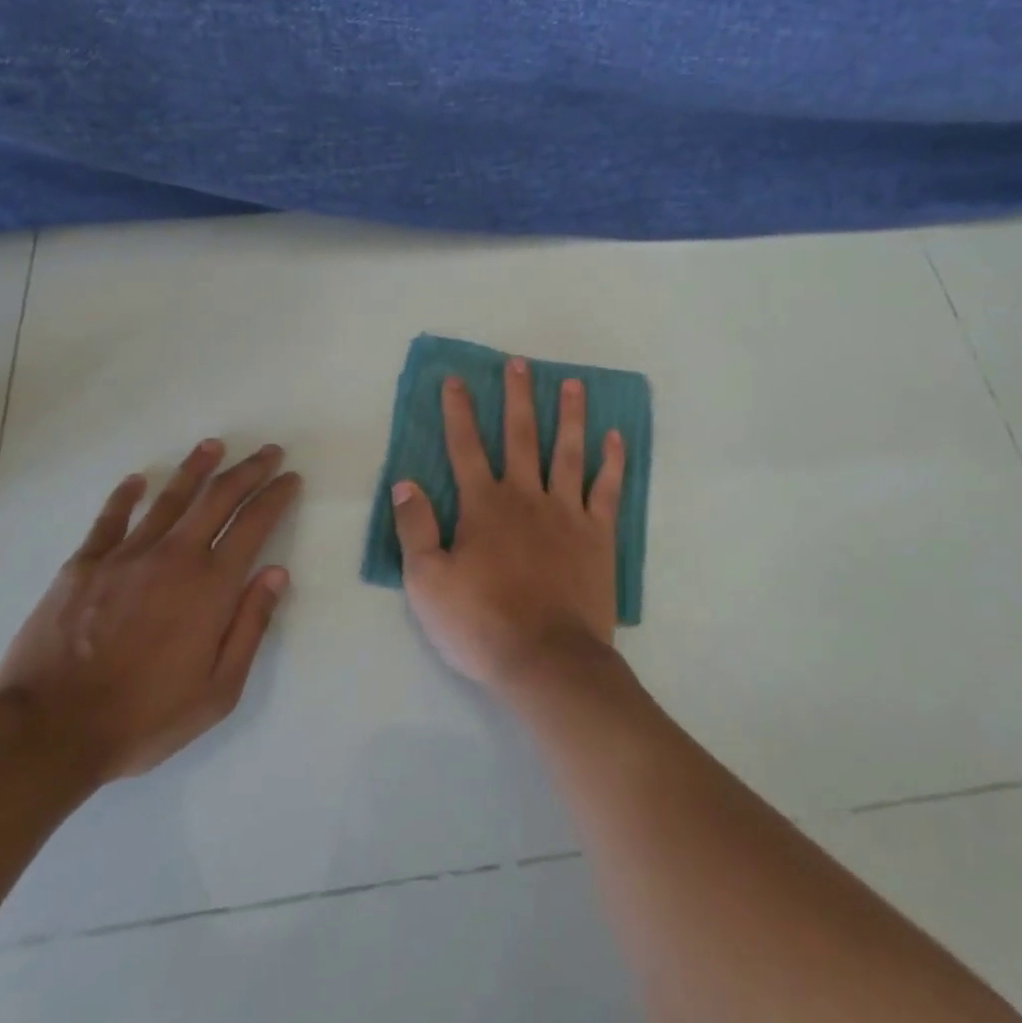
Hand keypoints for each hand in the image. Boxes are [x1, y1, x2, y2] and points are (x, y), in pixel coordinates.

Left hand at [0, 441, 300, 782]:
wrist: (47, 732)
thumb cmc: (143, 717)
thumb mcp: (218, 691)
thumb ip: (251, 627)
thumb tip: (276, 574)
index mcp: (210, 586)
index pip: (253, 524)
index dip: (276, 496)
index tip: (290, 478)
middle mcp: (173, 557)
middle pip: (218, 498)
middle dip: (248, 470)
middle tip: (268, 451)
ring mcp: (125, 556)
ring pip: (169, 498)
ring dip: (196, 468)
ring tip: (214, 446)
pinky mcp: (83, 565)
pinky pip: (110, 519)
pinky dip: (126, 496)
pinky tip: (137, 480)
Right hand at [393, 357, 625, 694]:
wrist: (547, 659)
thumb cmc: (481, 623)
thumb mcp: (426, 582)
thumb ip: (415, 528)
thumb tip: (405, 482)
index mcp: (484, 506)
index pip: (466, 447)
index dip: (458, 412)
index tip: (456, 380)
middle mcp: (526, 496)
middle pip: (521, 436)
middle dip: (518, 397)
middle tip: (519, 363)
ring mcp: (567, 512)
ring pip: (568, 452)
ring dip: (570, 415)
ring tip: (573, 383)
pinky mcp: (598, 535)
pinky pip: (607, 489)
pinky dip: (613, 462)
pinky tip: (616, 437)